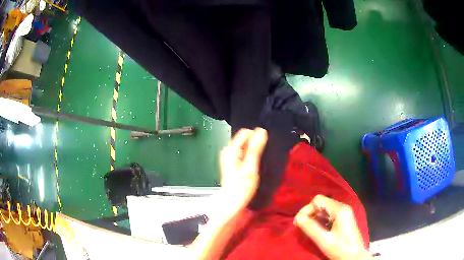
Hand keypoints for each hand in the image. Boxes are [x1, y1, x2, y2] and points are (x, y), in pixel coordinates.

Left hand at [219, 128, 267, 211]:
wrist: (232, 200)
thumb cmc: (240, 187)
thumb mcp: (251, 167)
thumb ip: (255, 148)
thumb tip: (261, 132)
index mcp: (231, 149)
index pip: (245, 132)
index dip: (256, 137)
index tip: (262, 147)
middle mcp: (228, 150)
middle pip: (245, 138)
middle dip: (254, 145)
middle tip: (258, 159)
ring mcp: (228, 156)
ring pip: (244, 146)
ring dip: (252, 151)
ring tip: (255, 164)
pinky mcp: (231, 162)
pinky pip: (242, 153)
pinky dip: (248, 157)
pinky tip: (251, 167)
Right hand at [294, 195, 371, 259]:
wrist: (355, 257)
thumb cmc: (340, 248)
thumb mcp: (323, 239)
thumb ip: (310, 227)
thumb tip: (297, 217)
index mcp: (340, 209)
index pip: (318, 200)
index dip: (306, 210)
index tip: (298, 223)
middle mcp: (343, 207)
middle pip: (321, 203)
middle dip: (310, 213)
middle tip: (301, 226)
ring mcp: (344, 213)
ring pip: (325, 209)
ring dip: (314, 217)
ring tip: (308, 229)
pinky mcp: (344, 219)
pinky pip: (329, 215)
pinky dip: (321, 220)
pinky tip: (318, 229)